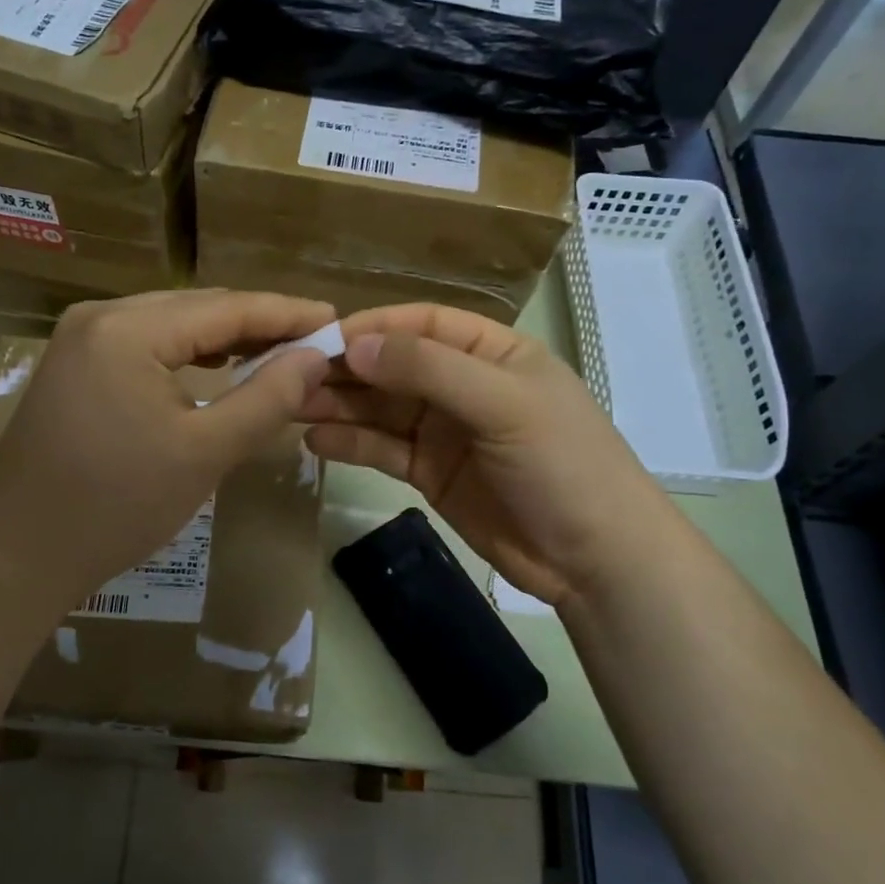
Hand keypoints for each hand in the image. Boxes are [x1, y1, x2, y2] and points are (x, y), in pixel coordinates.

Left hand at [0, 290, 336, 609]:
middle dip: (259, 324)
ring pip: (172, 324)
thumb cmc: (116, 505)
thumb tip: (314, 357)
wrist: (18, 553)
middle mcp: (101, 317)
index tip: (337, 320)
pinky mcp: (75, 364)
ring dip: (225, 338)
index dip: (287, 313)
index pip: (226, 307)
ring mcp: (81, 339)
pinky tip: (219, 367)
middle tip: (316, 341)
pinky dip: (189, 353)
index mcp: (128, 329)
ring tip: (279, 352)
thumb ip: (266, 398)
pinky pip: (147, 344)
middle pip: (198, 307)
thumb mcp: (204, 452)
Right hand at [299, 303, 660, 607]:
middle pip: (392, 366)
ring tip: (289, 405)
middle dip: (344, 368)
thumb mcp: (503, 404)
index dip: (372, 327)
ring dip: (338, 404)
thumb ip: (430, 370)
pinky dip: (350, 443)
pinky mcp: (429, 472)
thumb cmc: (562, 464)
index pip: (421, 324)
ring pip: (380, 408)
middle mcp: (462, 384)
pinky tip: (314, 440)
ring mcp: (444, 430)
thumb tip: (356, 345)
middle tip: (288, 375)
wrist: (595, 559)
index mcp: (490, 352)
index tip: (319, 337)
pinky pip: (381, 449)